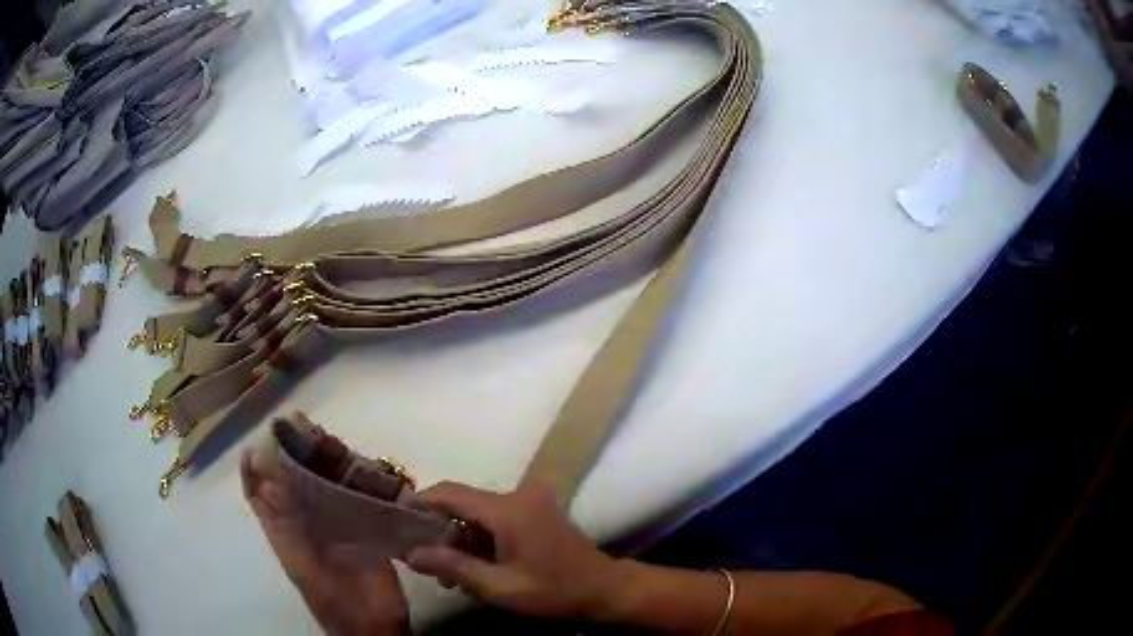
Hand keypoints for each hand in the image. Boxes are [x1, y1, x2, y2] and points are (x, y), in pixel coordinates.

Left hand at [241, 450, 408, 635]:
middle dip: (295, 456)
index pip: (259, 496)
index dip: (253, 469)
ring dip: (327, 464)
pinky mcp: (365, 533)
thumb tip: (270, 476)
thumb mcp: (303, 565)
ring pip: (325, 488)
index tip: (260, 439)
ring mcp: (336, 528)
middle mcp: (307, 525)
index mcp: (285, 534)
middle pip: (294, 484)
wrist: (375, 629)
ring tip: (335, 442)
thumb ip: (286, 525)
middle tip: (306, 429)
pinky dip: (360, 482)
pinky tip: (367, 468)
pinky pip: (359, 500)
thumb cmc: (334, 603)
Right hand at [406, 481, 627, 620]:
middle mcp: (518, 495)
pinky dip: (481, 539)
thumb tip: (411, 553)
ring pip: (478, 513)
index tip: (397, 524)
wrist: (606, 592)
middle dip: (441, 531)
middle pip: (463, 503)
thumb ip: (453, 567)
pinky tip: (476, 568)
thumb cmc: (554, 593)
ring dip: (462, 539)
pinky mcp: (537, 512)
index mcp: (507, 509)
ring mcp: (531, 502)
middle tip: (427, 563)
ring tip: (451, 576)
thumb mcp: (499, 587)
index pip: (449, 492)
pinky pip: (497, 519)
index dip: (420, 504)